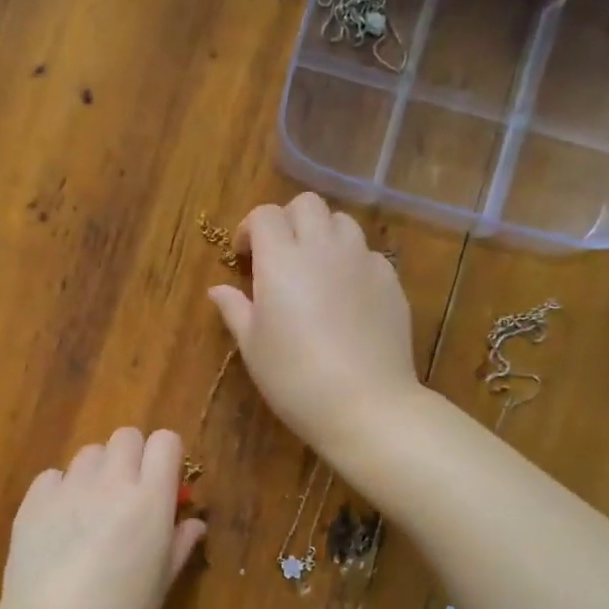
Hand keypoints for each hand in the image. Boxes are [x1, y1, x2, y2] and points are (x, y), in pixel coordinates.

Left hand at [0, 428, 205, 608]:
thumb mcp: (159, 587)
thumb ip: (178, 545)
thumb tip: (193, 522)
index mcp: (149, 501)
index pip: (165, 441)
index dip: (167, 457)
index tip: (164, 483)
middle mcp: (111, 483)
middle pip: (126, 436)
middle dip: (132, 457)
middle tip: (129, 495)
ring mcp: (68, 489)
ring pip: (89, 453)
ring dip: (97, 472)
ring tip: (91, 509)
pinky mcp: (33, 501)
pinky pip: (53, 475)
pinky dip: (60, 489)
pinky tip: (58, 523)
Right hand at [208, 192, 421, 457]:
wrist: (365, 404)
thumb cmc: (294, 378)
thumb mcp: (252, 346)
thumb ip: (235, 309)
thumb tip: (217, 290)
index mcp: (281, 260)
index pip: (264, 215)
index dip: (250, 229)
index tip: (245, 258)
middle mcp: (323, 248)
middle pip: (306, 204)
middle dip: (287, 221)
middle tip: (279, 256)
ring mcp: (362, 260)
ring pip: (342, 222)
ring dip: (322, 234)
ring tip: (315, 268)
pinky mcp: (390, 280)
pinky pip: (368, 253)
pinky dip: (352, 261)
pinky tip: (347, 295)